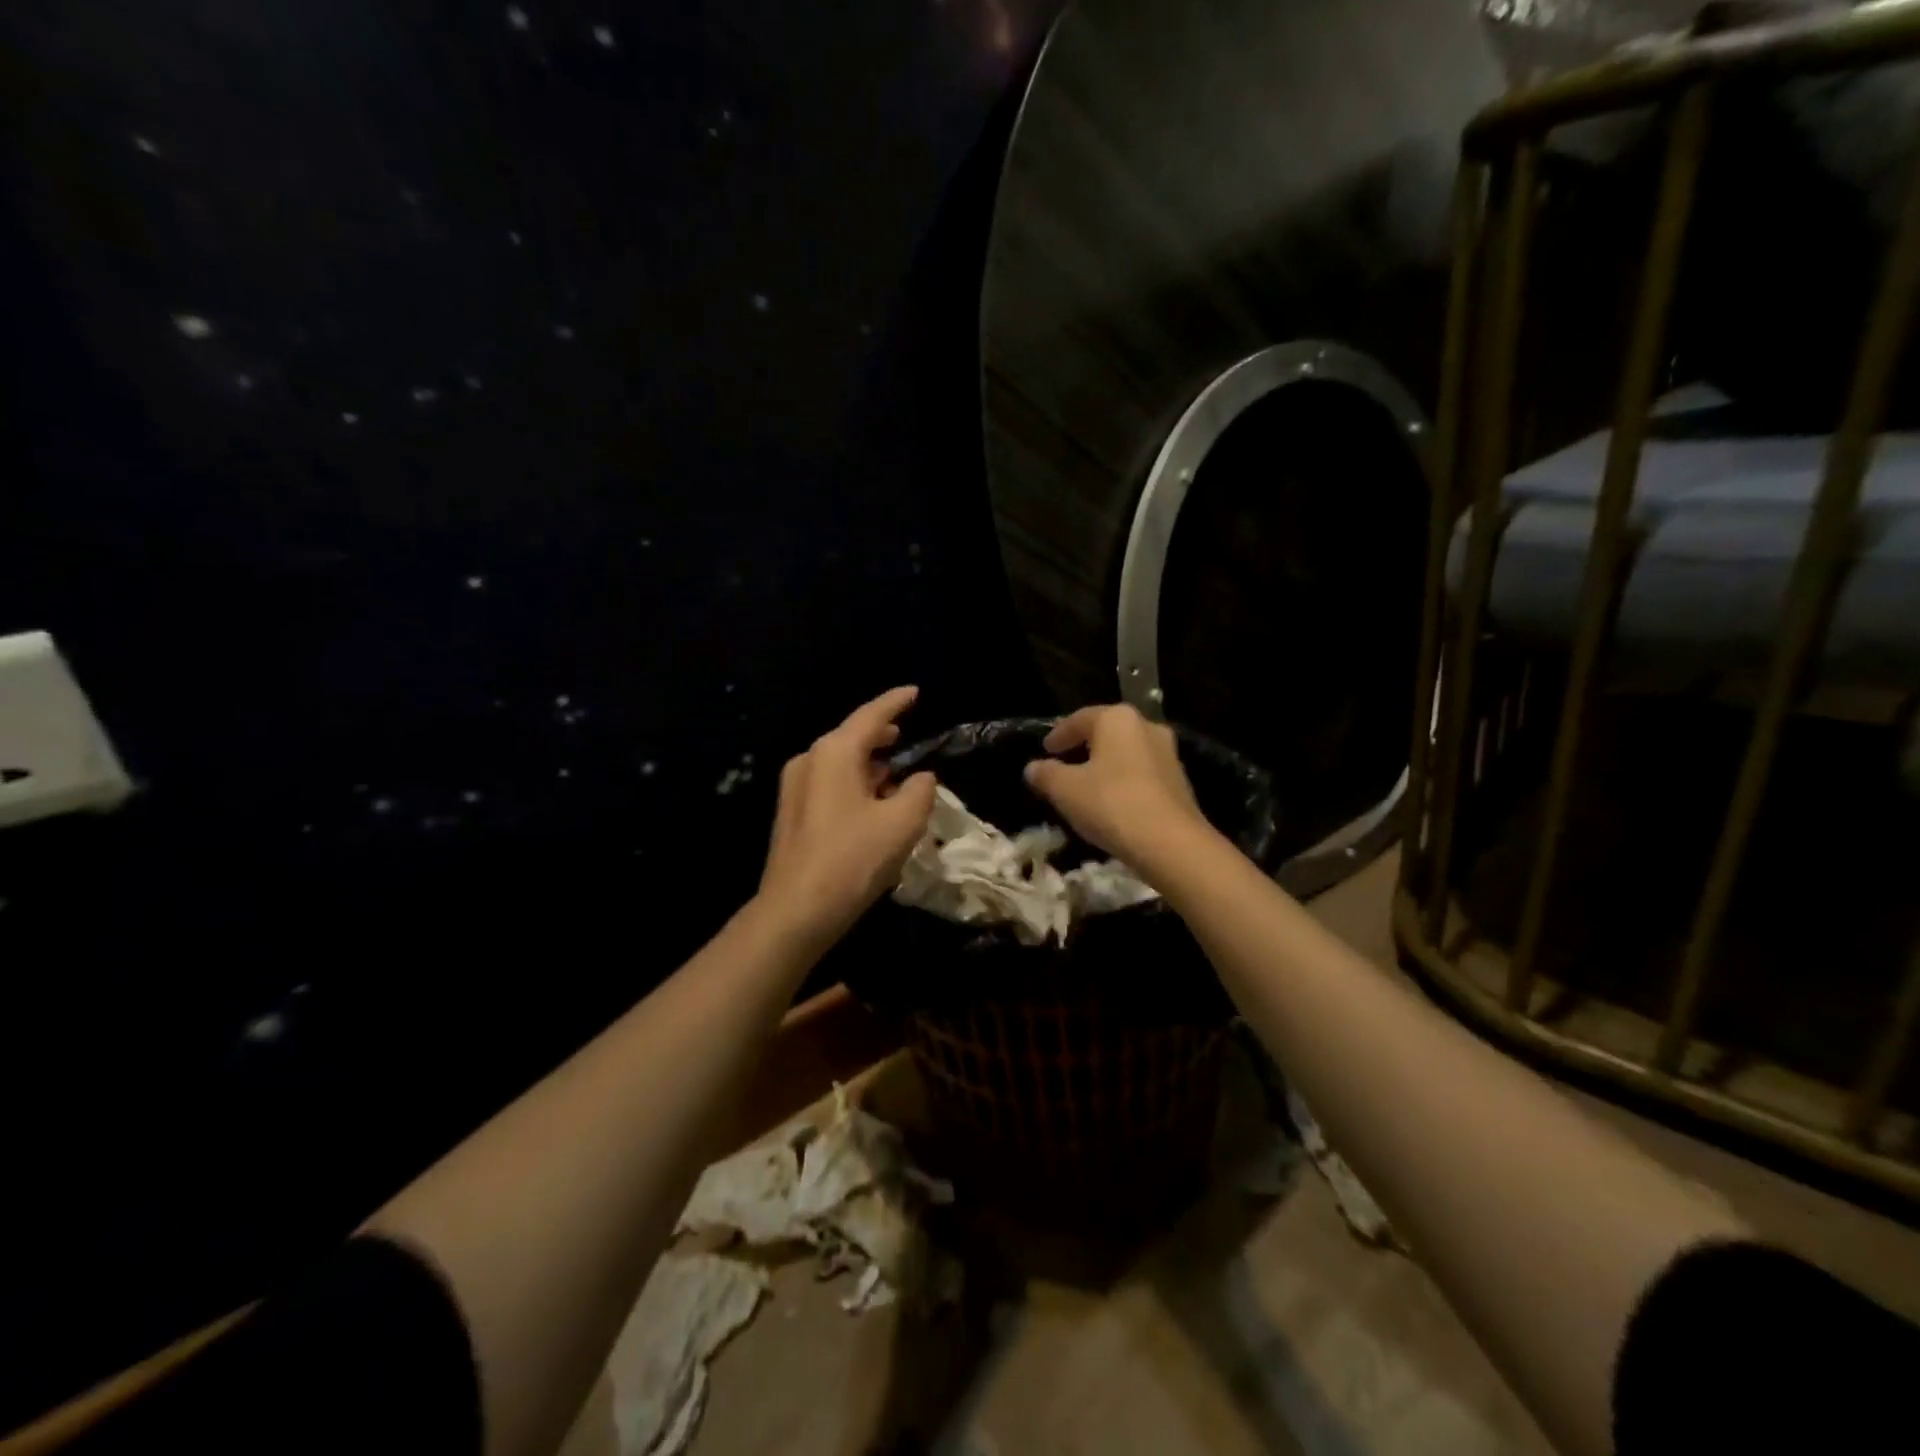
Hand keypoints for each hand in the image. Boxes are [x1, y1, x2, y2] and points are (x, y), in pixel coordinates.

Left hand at [755, 686, 936, 951]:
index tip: (915, 692)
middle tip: (906, 733)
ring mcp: (795, 788)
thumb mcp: (903, 822)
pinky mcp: (792, 813)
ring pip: (840, 762)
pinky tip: (873, 802)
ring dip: (869, 764)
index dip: (896, 702)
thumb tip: (920, 778)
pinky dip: (854, 783)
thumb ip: (920, 790)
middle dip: (881, 735)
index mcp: (834, 753)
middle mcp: (809, 761)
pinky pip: (830, 784)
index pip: (871, 716)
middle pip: (851, 737)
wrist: (797, 910)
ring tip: (895, 771)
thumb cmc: (853, 859)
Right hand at [1023, 704, 1212, 868]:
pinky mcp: (1180, 782)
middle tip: (1064, 763)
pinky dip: (1123, 783)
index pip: (1080, 719)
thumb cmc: (1111, 804)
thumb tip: (1033, 767)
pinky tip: (1112, 803)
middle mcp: (1147, 727)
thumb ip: (1046, 774)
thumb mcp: (1065, 790)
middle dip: (1084, 747)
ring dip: (1105, 766)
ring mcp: (1168, 754)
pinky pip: (1142, 775)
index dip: (1058, 734)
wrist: (1171, 844)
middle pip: (1107, 733)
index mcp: (1117, 719)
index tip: (1045, 750)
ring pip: (1126, 754)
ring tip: (1086, 786)